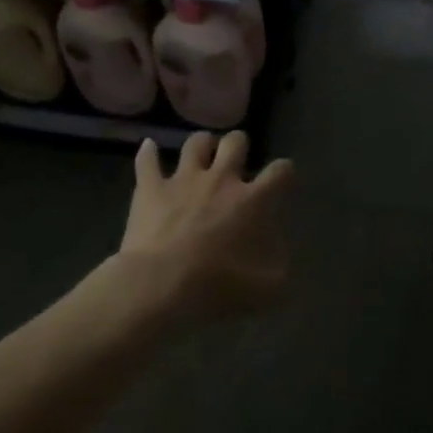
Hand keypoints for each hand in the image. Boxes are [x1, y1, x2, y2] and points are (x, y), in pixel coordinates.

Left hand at [116, 131, 292, 316]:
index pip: (280, 172)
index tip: (283, 176)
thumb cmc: (215, 285)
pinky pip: (147, 160)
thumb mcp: (263, 289)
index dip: (285, 171)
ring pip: (196, 143)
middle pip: (236, 143)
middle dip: (239, 145)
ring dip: (202, 144)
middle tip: (237, 158)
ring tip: (203, 150)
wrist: (160, 283)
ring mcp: (183, 179)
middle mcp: (221, 179)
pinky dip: (148, 152)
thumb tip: (281, 264)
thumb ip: (278, 272)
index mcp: (253, 201)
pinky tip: (148, 146)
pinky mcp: (150, 187)